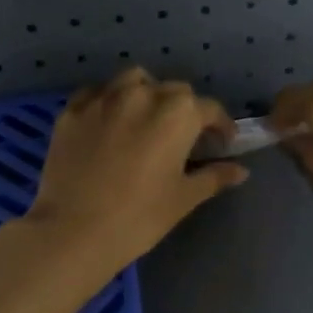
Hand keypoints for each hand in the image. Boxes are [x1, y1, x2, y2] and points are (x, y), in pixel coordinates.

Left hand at [22, 68, 247, 277]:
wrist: (74, 231)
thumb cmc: (139, 218)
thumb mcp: (184, 198)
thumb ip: (214, 177)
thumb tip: (241, 171)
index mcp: (177, 114)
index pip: (209, 109)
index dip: (220, 126)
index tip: (222, 144)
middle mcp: (142, 94)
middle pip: (173, 91)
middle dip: (184, 110)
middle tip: (184, 138)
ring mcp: (103, 99)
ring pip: (133, 81)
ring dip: (147, 94)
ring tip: (146, 119)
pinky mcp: (72, 111)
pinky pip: (97, 94)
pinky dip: (110, 101)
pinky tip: (110, 123)